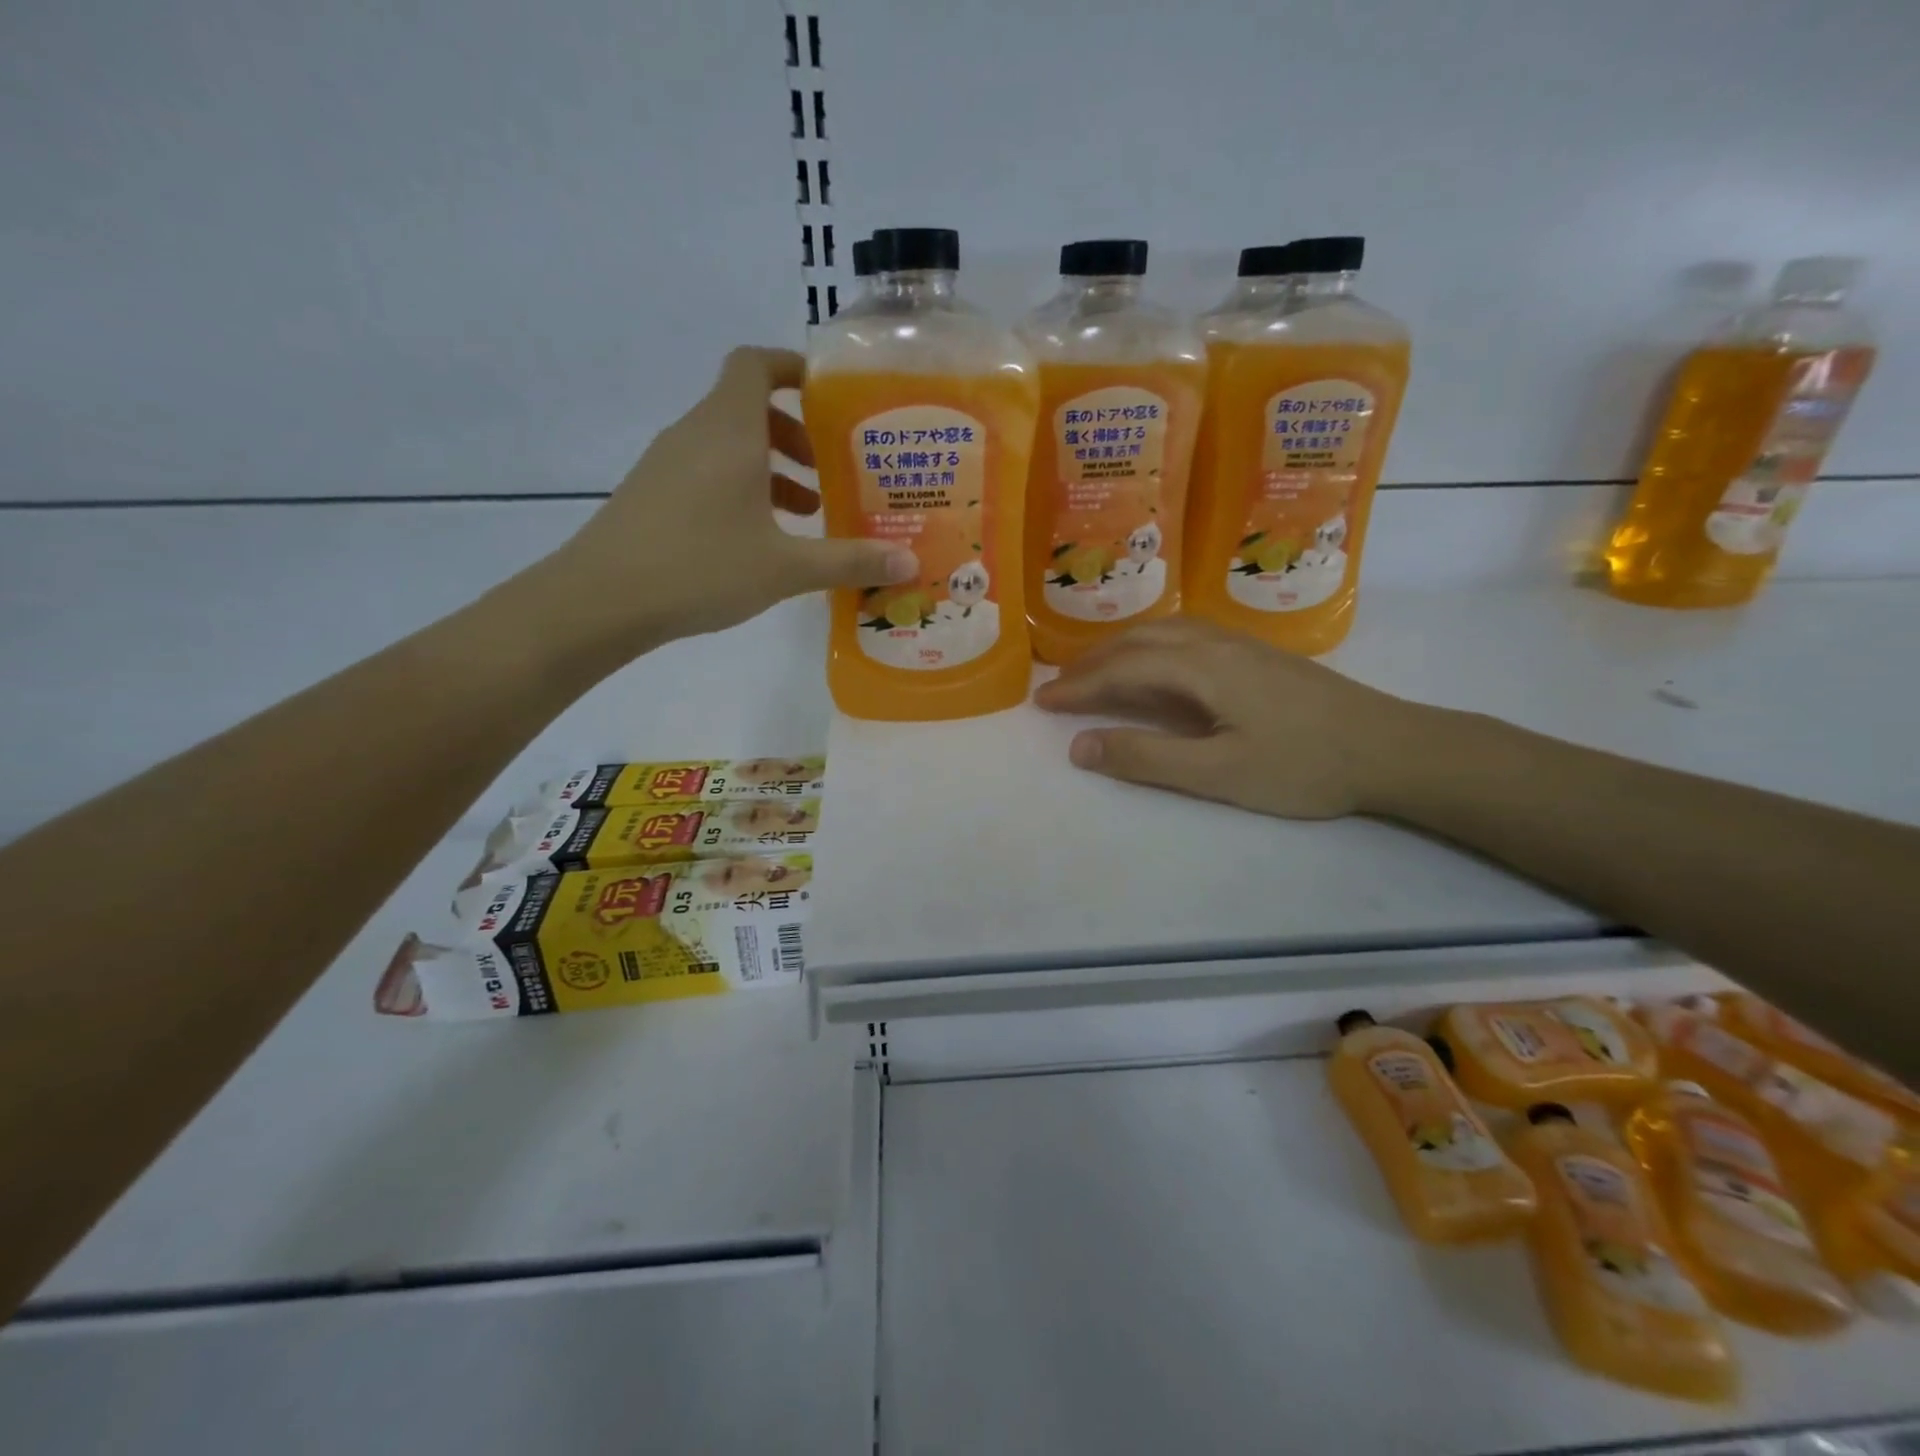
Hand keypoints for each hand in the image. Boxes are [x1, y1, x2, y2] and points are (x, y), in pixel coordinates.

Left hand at [542, 346, 916, 648]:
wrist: (601, 600)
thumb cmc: (701, 567)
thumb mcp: (786, 568)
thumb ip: (849, 561)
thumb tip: (908, 564)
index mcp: (729, 430)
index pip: (755, 364)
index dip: (792, 368)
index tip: (829, 397)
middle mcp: (695, 433)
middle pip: (747, 407)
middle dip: (794, 432)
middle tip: (829, 470)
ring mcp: (667, 463)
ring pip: (727, 445)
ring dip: (769, 468)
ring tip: (805, 514)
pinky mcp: (653, 494)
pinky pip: (706, 472)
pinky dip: (740, 488)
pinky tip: (759, 539)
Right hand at [1032, 618, 1423, 818]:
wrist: (1392, 748)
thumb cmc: (1304, 766)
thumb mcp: (1218, 774)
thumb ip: (1145, 758)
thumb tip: (1078, 746)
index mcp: (1201, 668)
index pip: (1121, 669)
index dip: (1078, 686)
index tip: (1042, 701)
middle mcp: (1215, 644)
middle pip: (1138, 641)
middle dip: (1092, 663)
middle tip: (1058, 687)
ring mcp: (1240, 646)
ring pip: (1163, 633)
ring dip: (1120, 649)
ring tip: (1094, 672)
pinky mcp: (1259, 656)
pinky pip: (1186, 637)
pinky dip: (1150, 647)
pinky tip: (1155, 664)